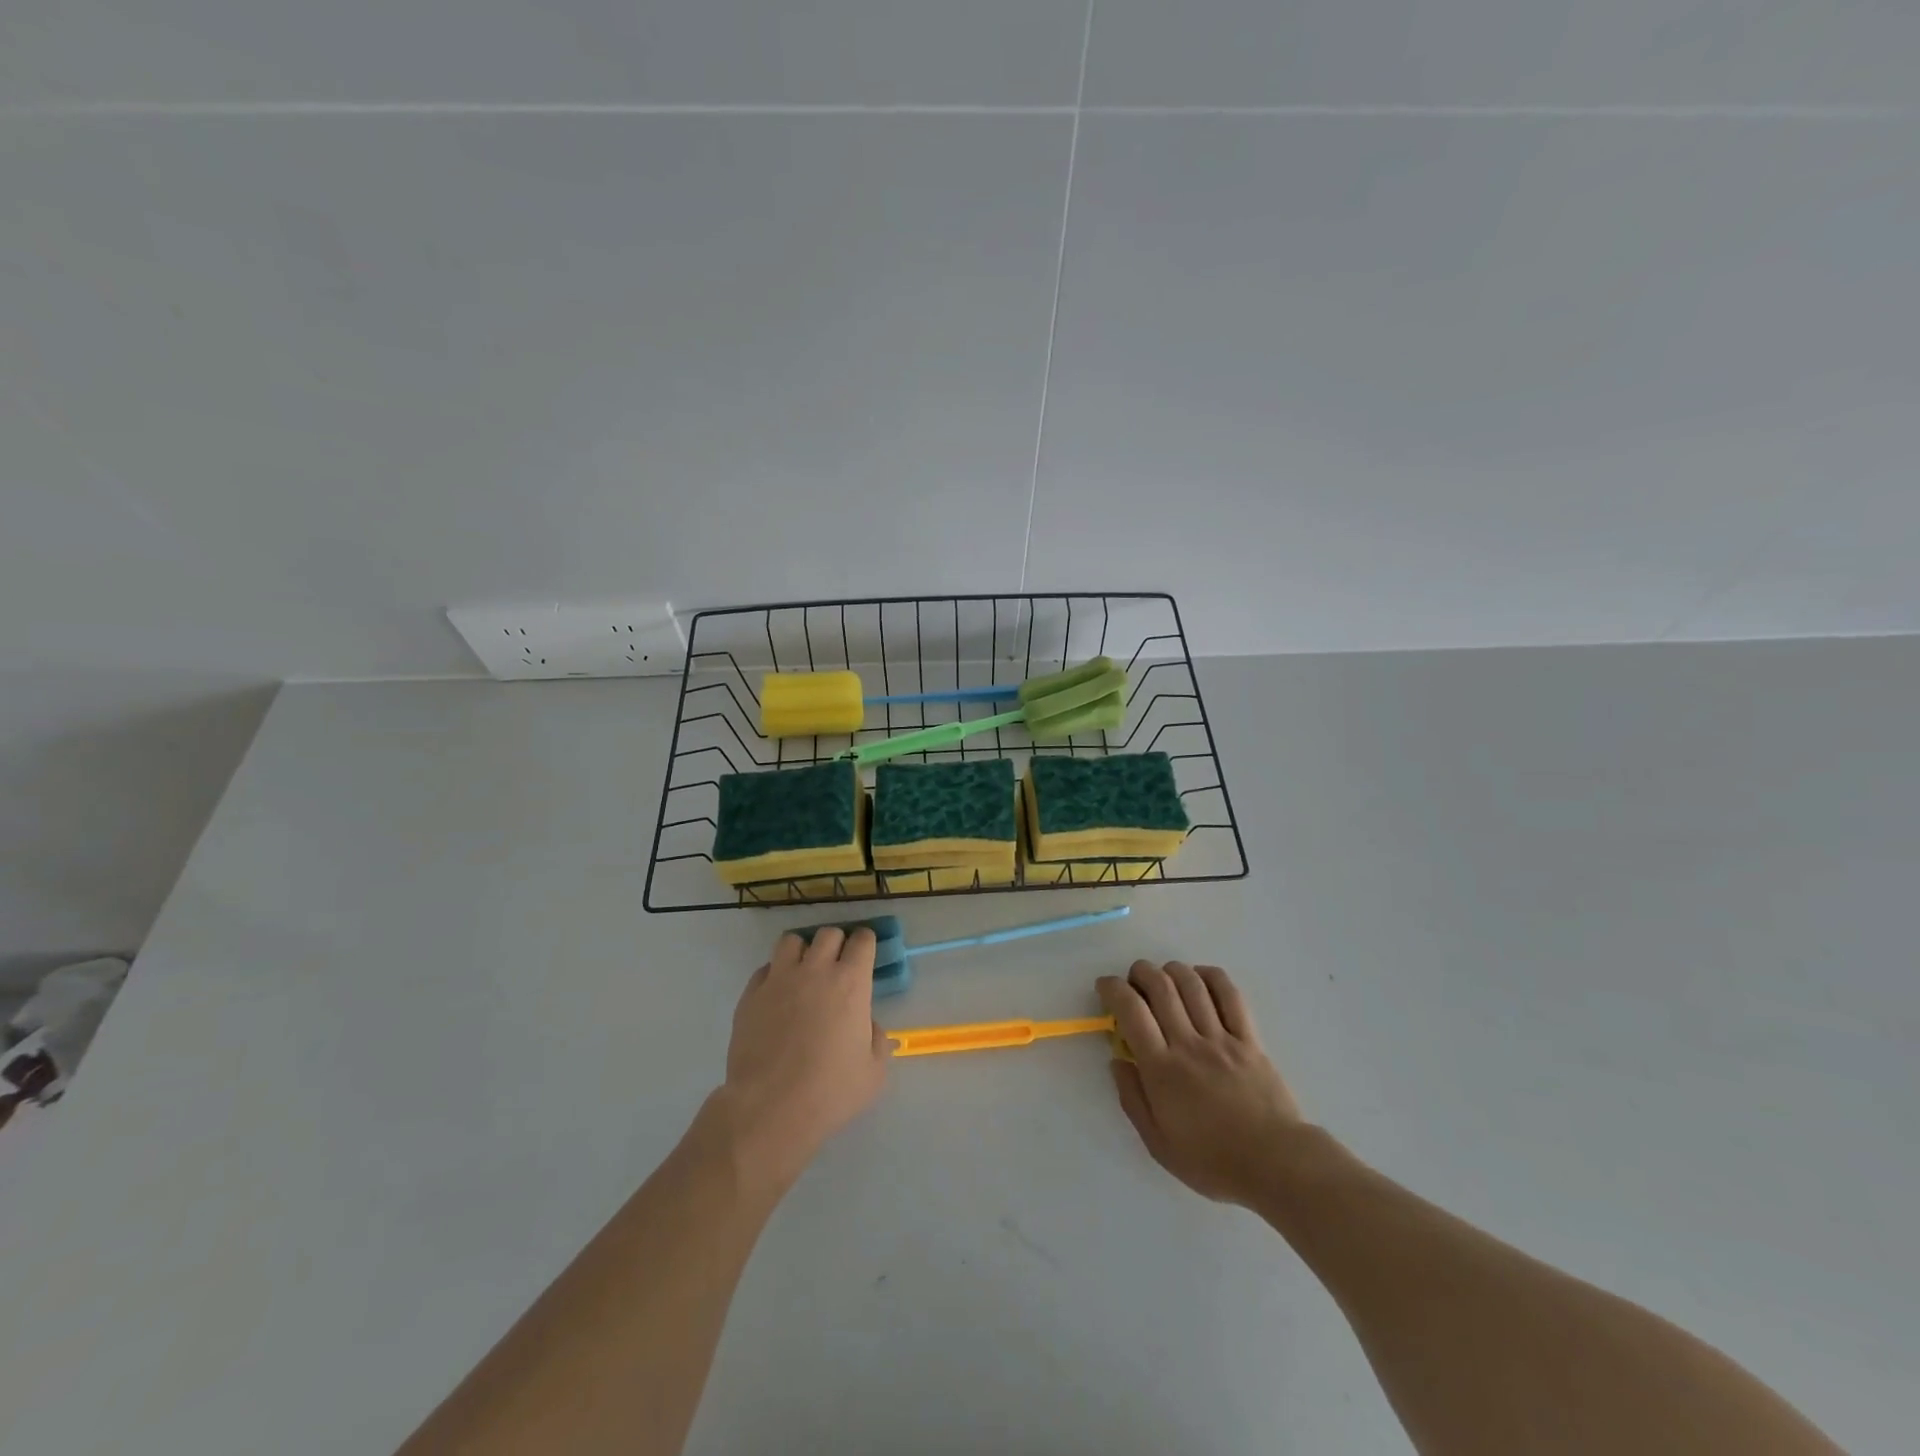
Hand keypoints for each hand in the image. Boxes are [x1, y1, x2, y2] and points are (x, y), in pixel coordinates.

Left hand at [711, 927, 890, 1192]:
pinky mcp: (751, 994)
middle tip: (837, 966)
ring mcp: (779, 979)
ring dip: (803, 951)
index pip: (862, 940)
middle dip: (837, 944)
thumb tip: (867, 1025)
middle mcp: (815, 970)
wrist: (770, 1108)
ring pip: (792, 941)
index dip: (866, 944)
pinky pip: (765, 968)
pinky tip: (778, 995)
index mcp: (850, 982)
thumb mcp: (873, 1072)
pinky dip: (775, 974)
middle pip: (828, 933)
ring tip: (804, 972)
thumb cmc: (830, 1091)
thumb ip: (876, 1039)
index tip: (865, 956)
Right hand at [1098, 960, 1304, 1206]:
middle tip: (1134, 980)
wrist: (1277, 1165)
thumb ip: (1132, 1099)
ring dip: (1172, 970)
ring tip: (1164, 976)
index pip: (1132, 1011)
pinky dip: (1211, 977)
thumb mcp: (1159, 1144)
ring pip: (1192, 984)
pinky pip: (1230, 995)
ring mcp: (1222, 1038)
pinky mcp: (1249, 1039)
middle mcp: (1189, 1044)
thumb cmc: (1213, 1161)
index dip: (1113, 989)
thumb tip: (1117, 1061)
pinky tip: (1200, 978)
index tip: (1105, 986)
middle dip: (1141, 972)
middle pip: (1161, 987)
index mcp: (1162, 1069)